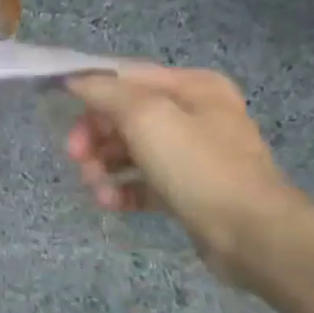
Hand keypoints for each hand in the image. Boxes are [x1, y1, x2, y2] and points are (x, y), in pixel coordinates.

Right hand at [65, 63, 306, 279]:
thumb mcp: (146, 116)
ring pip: (130, 151)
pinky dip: (122, 189)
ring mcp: (194, 154)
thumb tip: (75, 80)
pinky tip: (109, 202)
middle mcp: (196, 114)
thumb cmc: (198, 166)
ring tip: (94, 186)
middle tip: (75, 157)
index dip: (90, 91)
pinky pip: (143, 182)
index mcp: (192, 87)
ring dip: (103, 166)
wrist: (252, 234)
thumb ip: (105, 92)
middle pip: (124, 116)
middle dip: (94, 136)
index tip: (61, 113)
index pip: (126, 78)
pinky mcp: (189, 190)